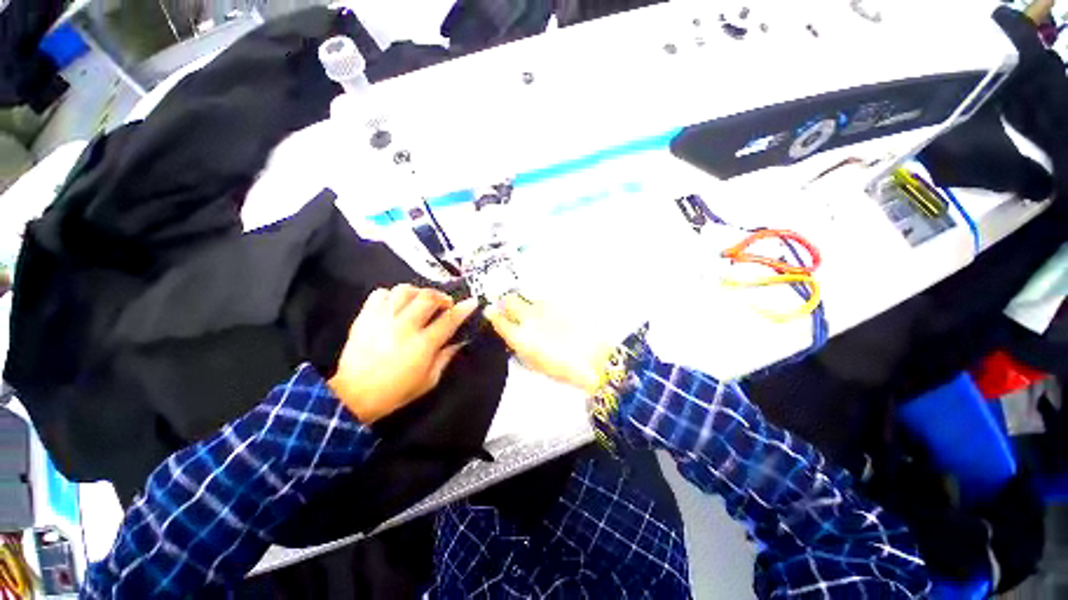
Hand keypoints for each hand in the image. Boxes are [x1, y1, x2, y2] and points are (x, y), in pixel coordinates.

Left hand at [329, 285, 478, 423]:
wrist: (353, 396)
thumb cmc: (396, 391)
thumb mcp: (429, 380)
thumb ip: (446, 357)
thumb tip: (459, 340)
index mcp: (422, 345)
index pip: (449, 319)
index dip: (464, 309)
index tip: (472, 301)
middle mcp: (404, 327)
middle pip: (428, 298)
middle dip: (442, 297)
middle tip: (445, 304)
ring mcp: (382, 320)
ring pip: (405, 290)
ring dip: (418, 293)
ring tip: (421, 302)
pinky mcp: (365, 317)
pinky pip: (381, 294)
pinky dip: (393, 295)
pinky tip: (397, 305)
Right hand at [485, 294, 611, 394]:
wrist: (595, 359)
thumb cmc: (564, 369)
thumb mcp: (536, 365)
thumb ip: (520, 349)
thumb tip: (512, 337)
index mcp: (521, 337)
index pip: (499, 320)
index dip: (493, 315)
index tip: (491, 312)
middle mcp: (529, 317)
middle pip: (509, 299)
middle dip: (506, 301)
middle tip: (508, 306)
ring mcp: (545, 306)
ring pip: (526, 294)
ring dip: (522, 298)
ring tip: (528, 305)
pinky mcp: (559, 301)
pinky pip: (543, 296)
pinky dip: (539, 300)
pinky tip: (546, 308)